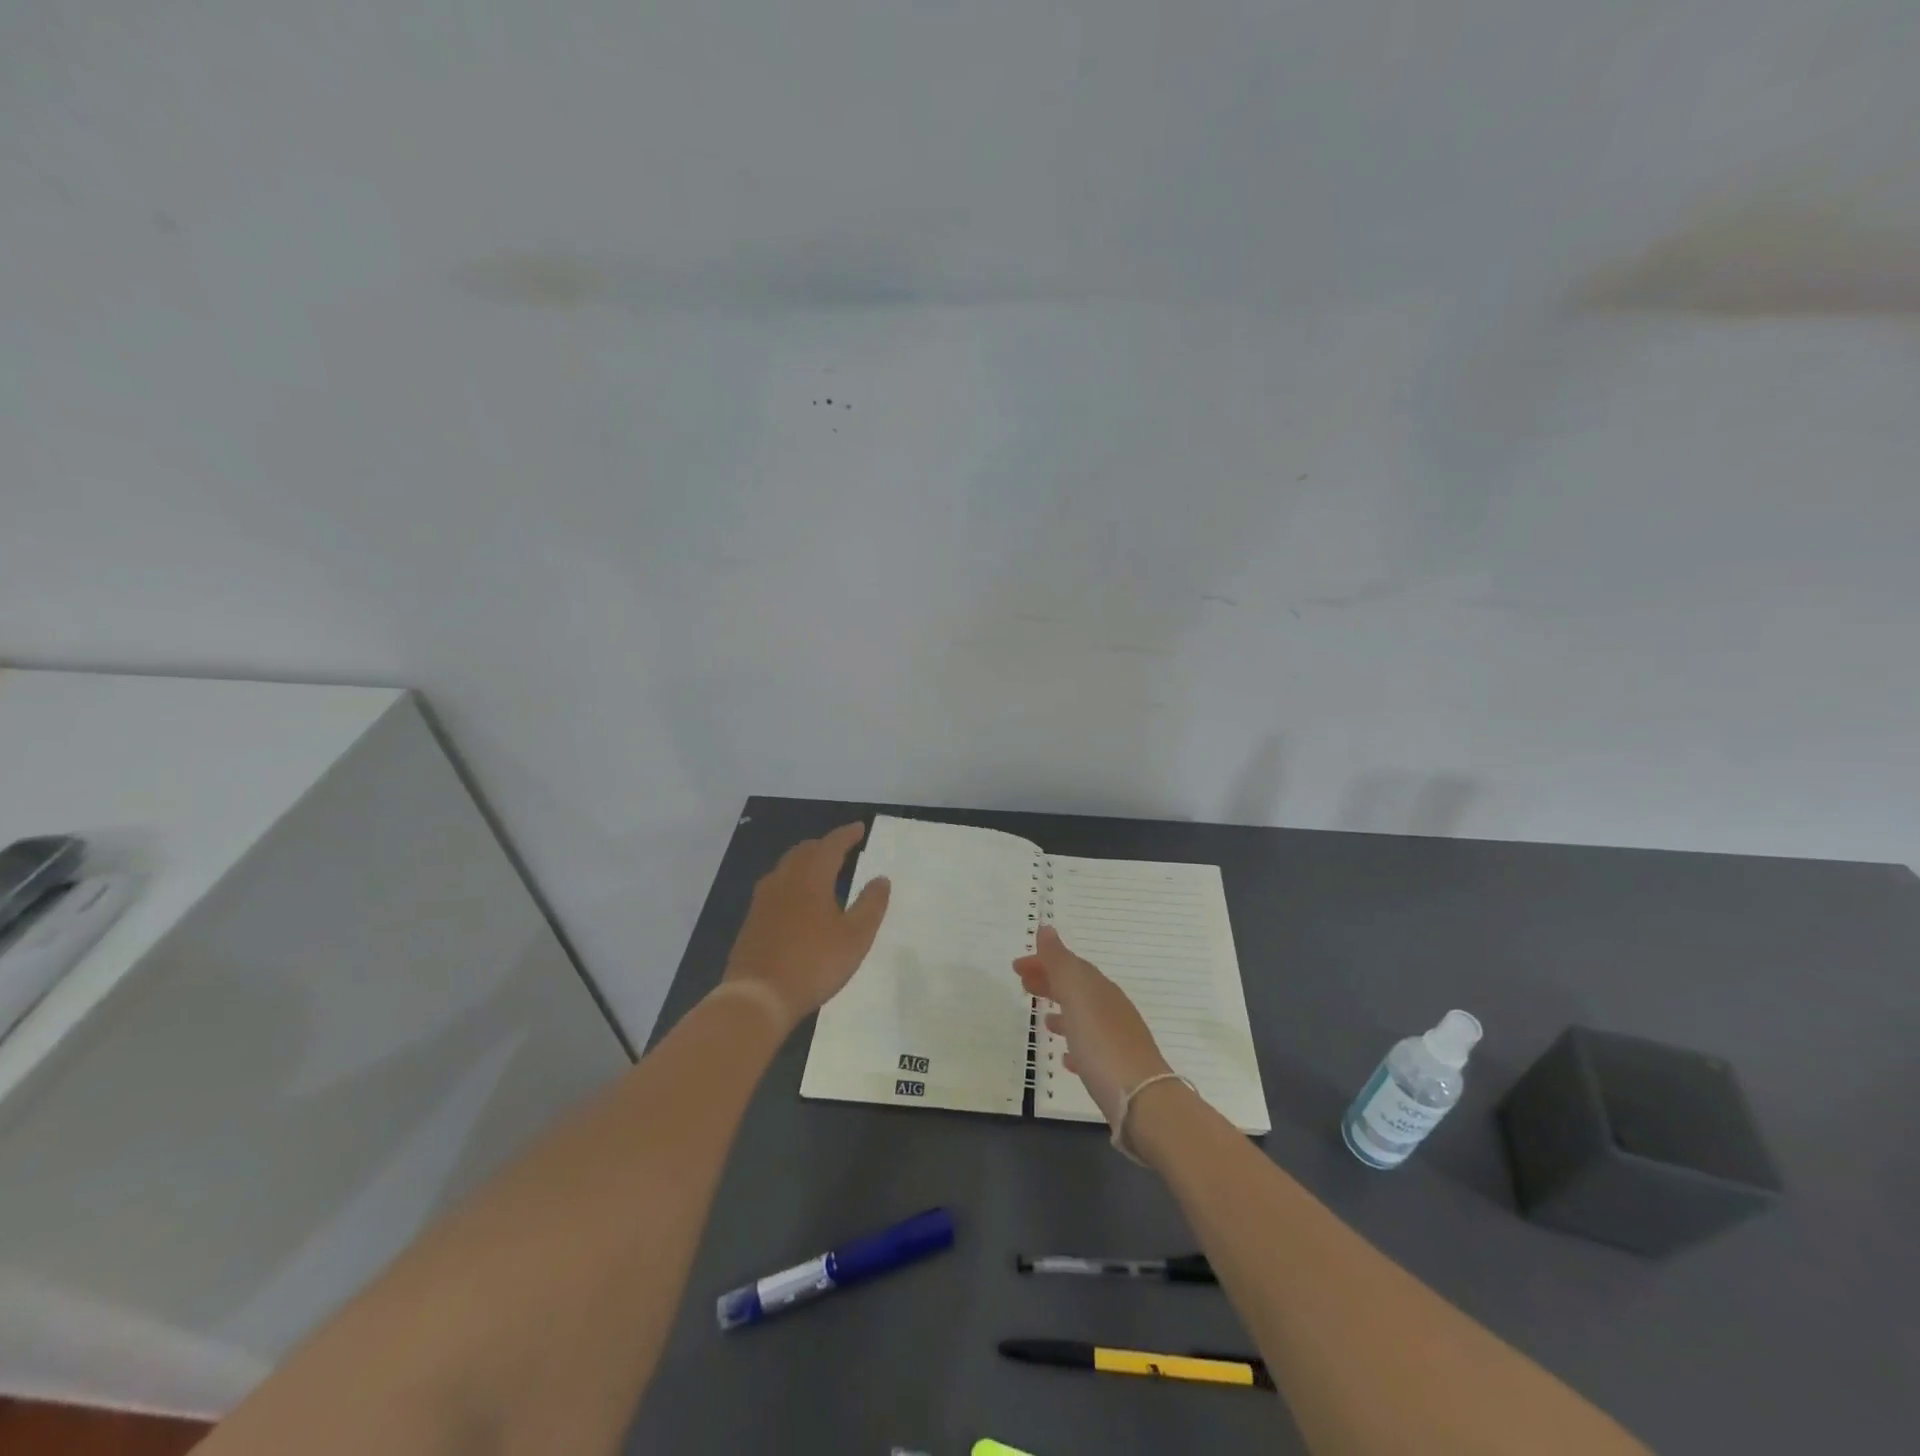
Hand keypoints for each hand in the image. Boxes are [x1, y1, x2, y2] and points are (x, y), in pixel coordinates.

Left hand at [722, 823, 890, 1031]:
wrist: (758, 997)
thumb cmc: (813, 963)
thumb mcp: (855, 937)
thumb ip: (871, 905)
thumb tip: (881, 878)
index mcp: (811, 877)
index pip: (831, 845)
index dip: (847, 835)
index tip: (860, 828)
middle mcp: (784, 879)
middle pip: (805, 851)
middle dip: (825, 845)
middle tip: (842, 848)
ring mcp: (763, 899)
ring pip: (786, 867)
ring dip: (806, 862)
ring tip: (822, 871)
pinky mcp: (752, 919)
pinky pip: (775, 887)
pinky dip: (792, 882)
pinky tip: (797, 901)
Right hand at [1013, 925, 1172, 1130]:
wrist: (1142, 1099)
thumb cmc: (1102, 1042)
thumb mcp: (1076, 996)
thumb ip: (1060, 962)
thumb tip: (1046, 928)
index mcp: (1099, 988)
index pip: (1069, 965)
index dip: (1043, 961)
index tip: (1017, 966)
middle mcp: (1111, 1008)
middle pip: (1077, 988)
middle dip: (1050, 982)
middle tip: (1023, 985)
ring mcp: (1117, 1039)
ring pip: (1085, 1017)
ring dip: (1063, 1013)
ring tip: (1043, 1021)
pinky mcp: (1117, 1070)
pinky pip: (1092, 1049)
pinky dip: (1076, 1045)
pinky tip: (1066, 1059)